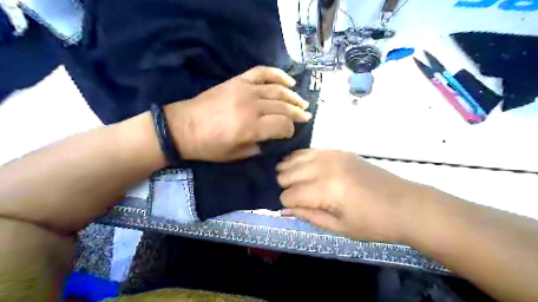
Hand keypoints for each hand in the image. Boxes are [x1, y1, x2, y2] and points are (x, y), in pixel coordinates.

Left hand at [163, 65, 310, 161]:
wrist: (183, 126)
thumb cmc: (209, 146)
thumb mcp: (236, 155)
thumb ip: (258, 146)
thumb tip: (272, 138)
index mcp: (251, 127)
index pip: (283, 125)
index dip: (290, 130)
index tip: (290, 134)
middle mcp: (252, 106)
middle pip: (283, 107)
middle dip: (297, 113)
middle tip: (306, 116)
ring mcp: (245, 90)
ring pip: (278, 90)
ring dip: (293, 96)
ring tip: (303, 102)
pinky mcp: (238, 81)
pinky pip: (262, 73)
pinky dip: (278, 75)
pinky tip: (288, 82)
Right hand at [278, 148, 419, 242]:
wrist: (405, 205)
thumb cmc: (373, 223)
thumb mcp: (339, 227)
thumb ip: (309, 216)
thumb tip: (284, 210)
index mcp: (326, 190)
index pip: (290, 195)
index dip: (286, 203)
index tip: (291, 208)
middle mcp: (325, 168)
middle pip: (288, 173)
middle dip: (285, 185)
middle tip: (292, 195)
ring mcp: (333, 156)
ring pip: (296, 158)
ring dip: (289, 170)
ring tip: (291, 179)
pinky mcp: (340, 151)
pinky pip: (312, 150)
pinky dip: (301, 158)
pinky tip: (301, 165)